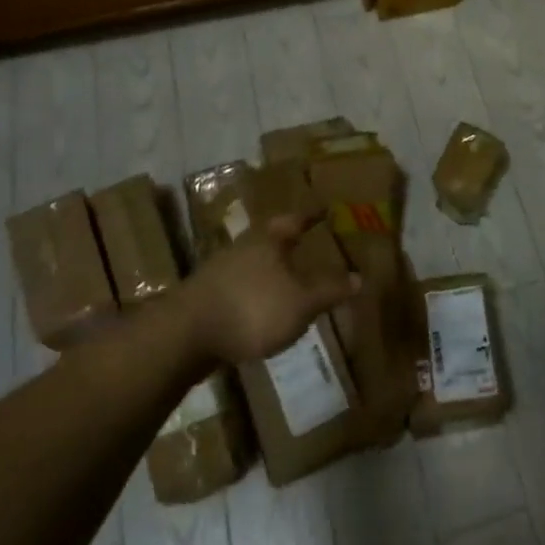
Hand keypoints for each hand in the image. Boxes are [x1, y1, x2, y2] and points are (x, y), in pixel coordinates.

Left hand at [181, 215, 360, 365]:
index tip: (325, 208)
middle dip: (288, 242)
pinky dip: (256, 292)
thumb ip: (329, 290)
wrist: (184, 336)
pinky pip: (240, 287)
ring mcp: (220, 272)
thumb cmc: (252, 308)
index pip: (295, 219)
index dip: (311, 215)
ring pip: (254, 263)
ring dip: (271, 269)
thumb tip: (360, 277)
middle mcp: (243, 248)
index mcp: (268, 240)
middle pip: (270, 239)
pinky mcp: (206, 298)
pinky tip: (263, 308)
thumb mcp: (301, 303)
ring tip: (289, 279)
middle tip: (308, 243)